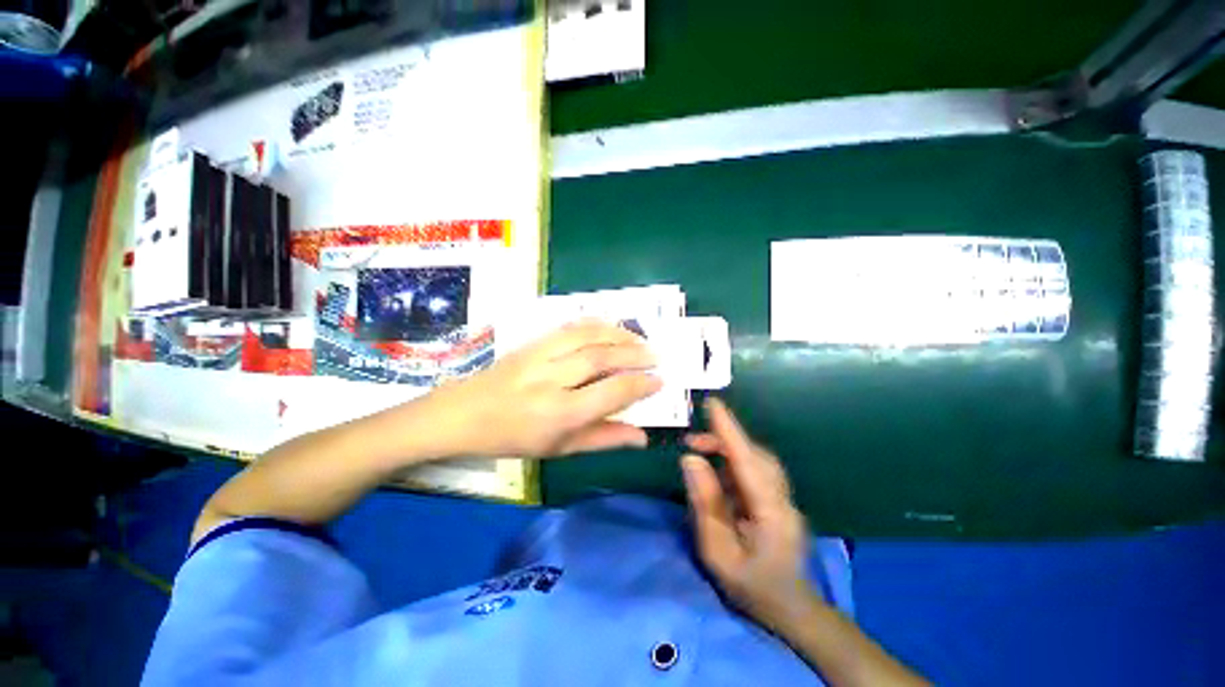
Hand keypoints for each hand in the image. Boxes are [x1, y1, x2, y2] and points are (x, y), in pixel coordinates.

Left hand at [419, 320, 662, 458]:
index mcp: (558, 414)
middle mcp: (550, 380)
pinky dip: (595, 324)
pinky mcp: (531, 342)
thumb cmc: (514, 438)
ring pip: (586, 335)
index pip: (610, 393)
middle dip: (634, 354)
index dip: (639, 385)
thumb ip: (603, 439)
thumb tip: (642, 436)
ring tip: (639, 339)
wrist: (465, 413)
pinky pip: (569, 326)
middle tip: (656, 356)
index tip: (659, 381)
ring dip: (618, 334)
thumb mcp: (560, 449)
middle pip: (600, 358)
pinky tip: (610, 328)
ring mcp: (538, 356)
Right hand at [682, 398, 815, 632]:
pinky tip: (718, 471)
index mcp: (770, 511)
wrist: (792, 609)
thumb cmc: (752, 587)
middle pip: (753, 454)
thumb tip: (691, 460)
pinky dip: (734, 461)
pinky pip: (756, 469)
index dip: (728, 430)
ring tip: (699, 452)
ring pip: (756, 459)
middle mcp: (782, 497)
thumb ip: (705, 503)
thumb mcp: (718, 552)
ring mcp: (784, 497)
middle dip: (722, 440)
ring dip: (728, 449)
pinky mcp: (779, 498)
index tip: (712, 404)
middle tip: (690, 442)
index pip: (747, 460)